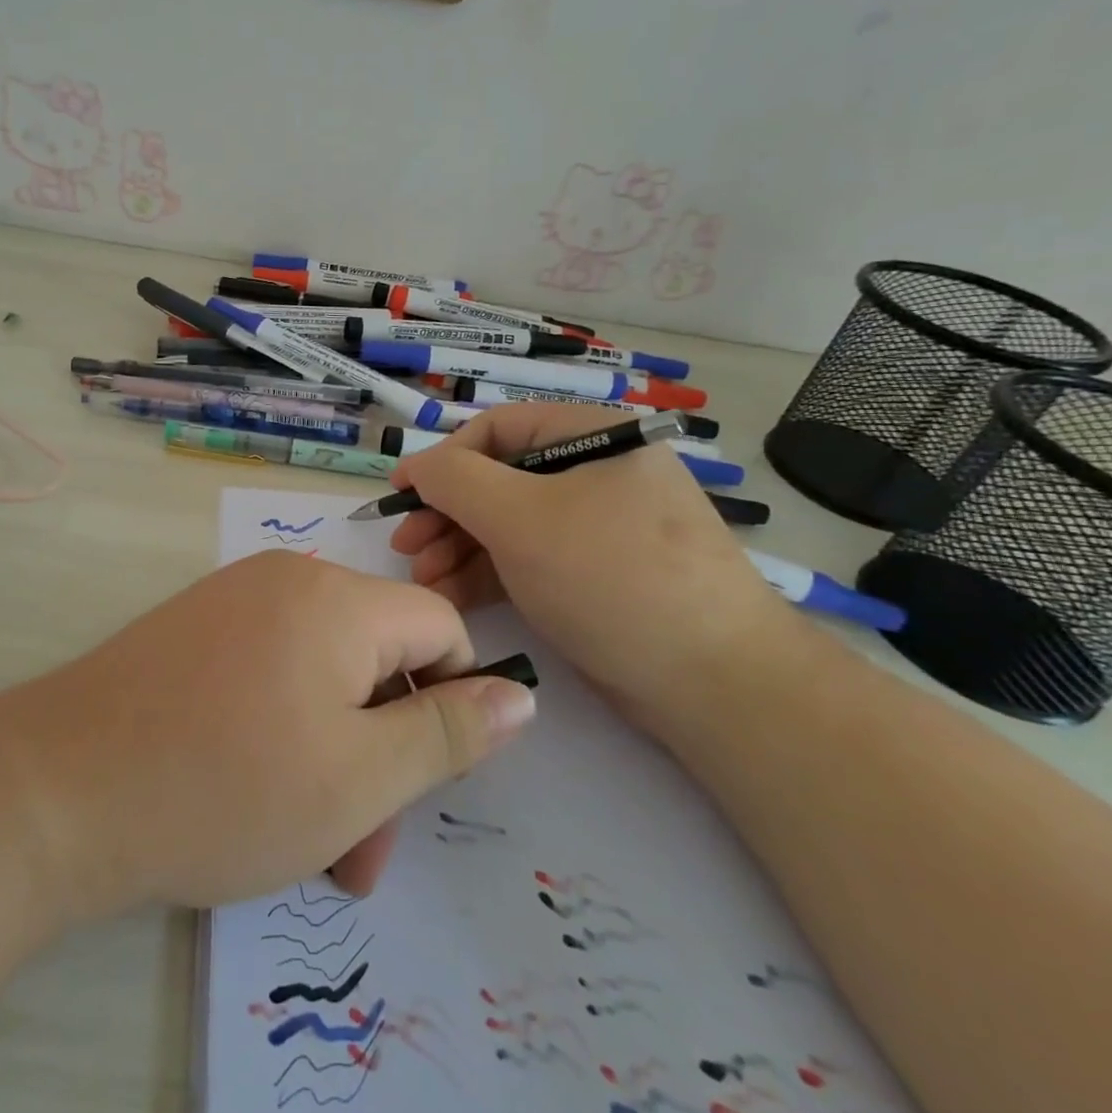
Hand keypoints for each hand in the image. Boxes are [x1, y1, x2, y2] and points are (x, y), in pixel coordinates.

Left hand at [3, 551, 537, 918]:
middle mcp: (286, 581)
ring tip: (311, 848)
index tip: (425, 780)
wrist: (56, 788)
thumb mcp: (359, 778)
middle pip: (377, 657)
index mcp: (337, 599)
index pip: (440, 627)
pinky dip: (285, 732)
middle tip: (361, 853)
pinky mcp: (192, 631)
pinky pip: (269, 672)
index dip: (453, 702)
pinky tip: (257, 799)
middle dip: (384, 754)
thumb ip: (447, 733)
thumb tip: (518, 692)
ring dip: (335, 757)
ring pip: (322, 676)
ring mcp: (232, 602)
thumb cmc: (223, 786)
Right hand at [388, 402, 793, 729]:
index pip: (497, 429)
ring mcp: (598, 524)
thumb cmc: (610, 578)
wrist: (713, 683)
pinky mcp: (595, 572)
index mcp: (593, 435)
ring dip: (459, 547)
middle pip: (499, 478)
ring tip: (423, 579)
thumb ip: (455, 481)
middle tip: (406, 548)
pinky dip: (488, 572)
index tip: (398, 495)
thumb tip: (418, 466)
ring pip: (510, 522)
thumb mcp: (520, 519)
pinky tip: (451, 595)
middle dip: (446, 513)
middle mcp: (597, 471)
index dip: (440, 460)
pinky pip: (530, 556)